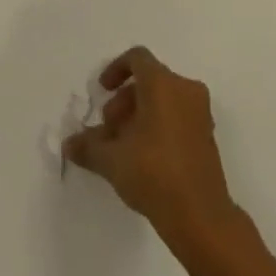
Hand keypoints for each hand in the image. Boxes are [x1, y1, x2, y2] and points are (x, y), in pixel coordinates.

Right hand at [63, 46, 238, 242]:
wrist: (201, 217)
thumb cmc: (154, 173)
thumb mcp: (112, 160)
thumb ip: (88, 146)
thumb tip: (69, 144)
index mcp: (163, 84)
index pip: (137, 58)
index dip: (115, 69)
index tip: (102, 91)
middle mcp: (185, 91)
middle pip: (149, 81)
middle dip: (123, 101)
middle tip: (108, 130)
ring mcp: (200, 114)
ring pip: (163, 101)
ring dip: (139, 116)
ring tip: (121, 148)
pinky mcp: (207, 137)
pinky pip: (177, 117)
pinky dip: (158, 127)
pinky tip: (142, 158)